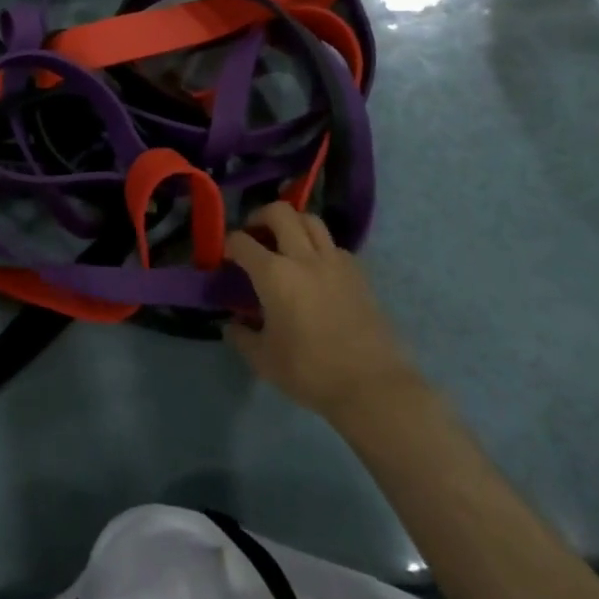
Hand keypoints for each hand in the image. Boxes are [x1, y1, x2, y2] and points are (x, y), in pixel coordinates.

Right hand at [226, 202, 420, 418]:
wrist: (372, 386)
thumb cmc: (310, 371)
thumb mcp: (263, 360)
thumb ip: (242, 336)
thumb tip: (233, 324)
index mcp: (274, 274)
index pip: (241, 242)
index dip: (228, 244)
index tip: (225, 257)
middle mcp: (303, 257)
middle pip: (279, 212)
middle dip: (260, 217)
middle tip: (254, 235)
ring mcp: (335, 262)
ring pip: (311, 220)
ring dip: (293, 224)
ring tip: (286, 244)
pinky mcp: (359, 274)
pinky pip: (334, 245)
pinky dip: (319, 247)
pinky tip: (316, 270)